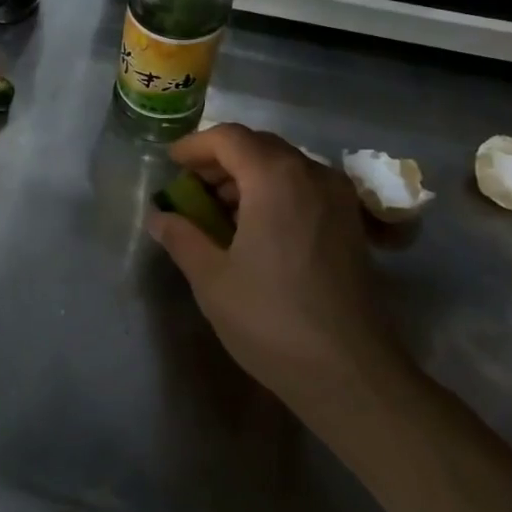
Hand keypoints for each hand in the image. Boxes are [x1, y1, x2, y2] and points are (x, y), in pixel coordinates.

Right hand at [146, 124, 401, 407]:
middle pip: (260, 146)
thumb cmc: (271, 319)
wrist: (349, 373)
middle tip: (190, 185)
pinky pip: (306, 188)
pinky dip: (274, 192)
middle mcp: (313, 175)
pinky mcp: (351, 225)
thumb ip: (181, 236)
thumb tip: (159, 217)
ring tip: (217, 208)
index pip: (229, 138)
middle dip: (220, 159)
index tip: (170, 164)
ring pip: (285, 165)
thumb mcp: (211, 278)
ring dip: (248, 175)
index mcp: (276, 179)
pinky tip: (255, 226)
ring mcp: (339, 199)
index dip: (195, 146)